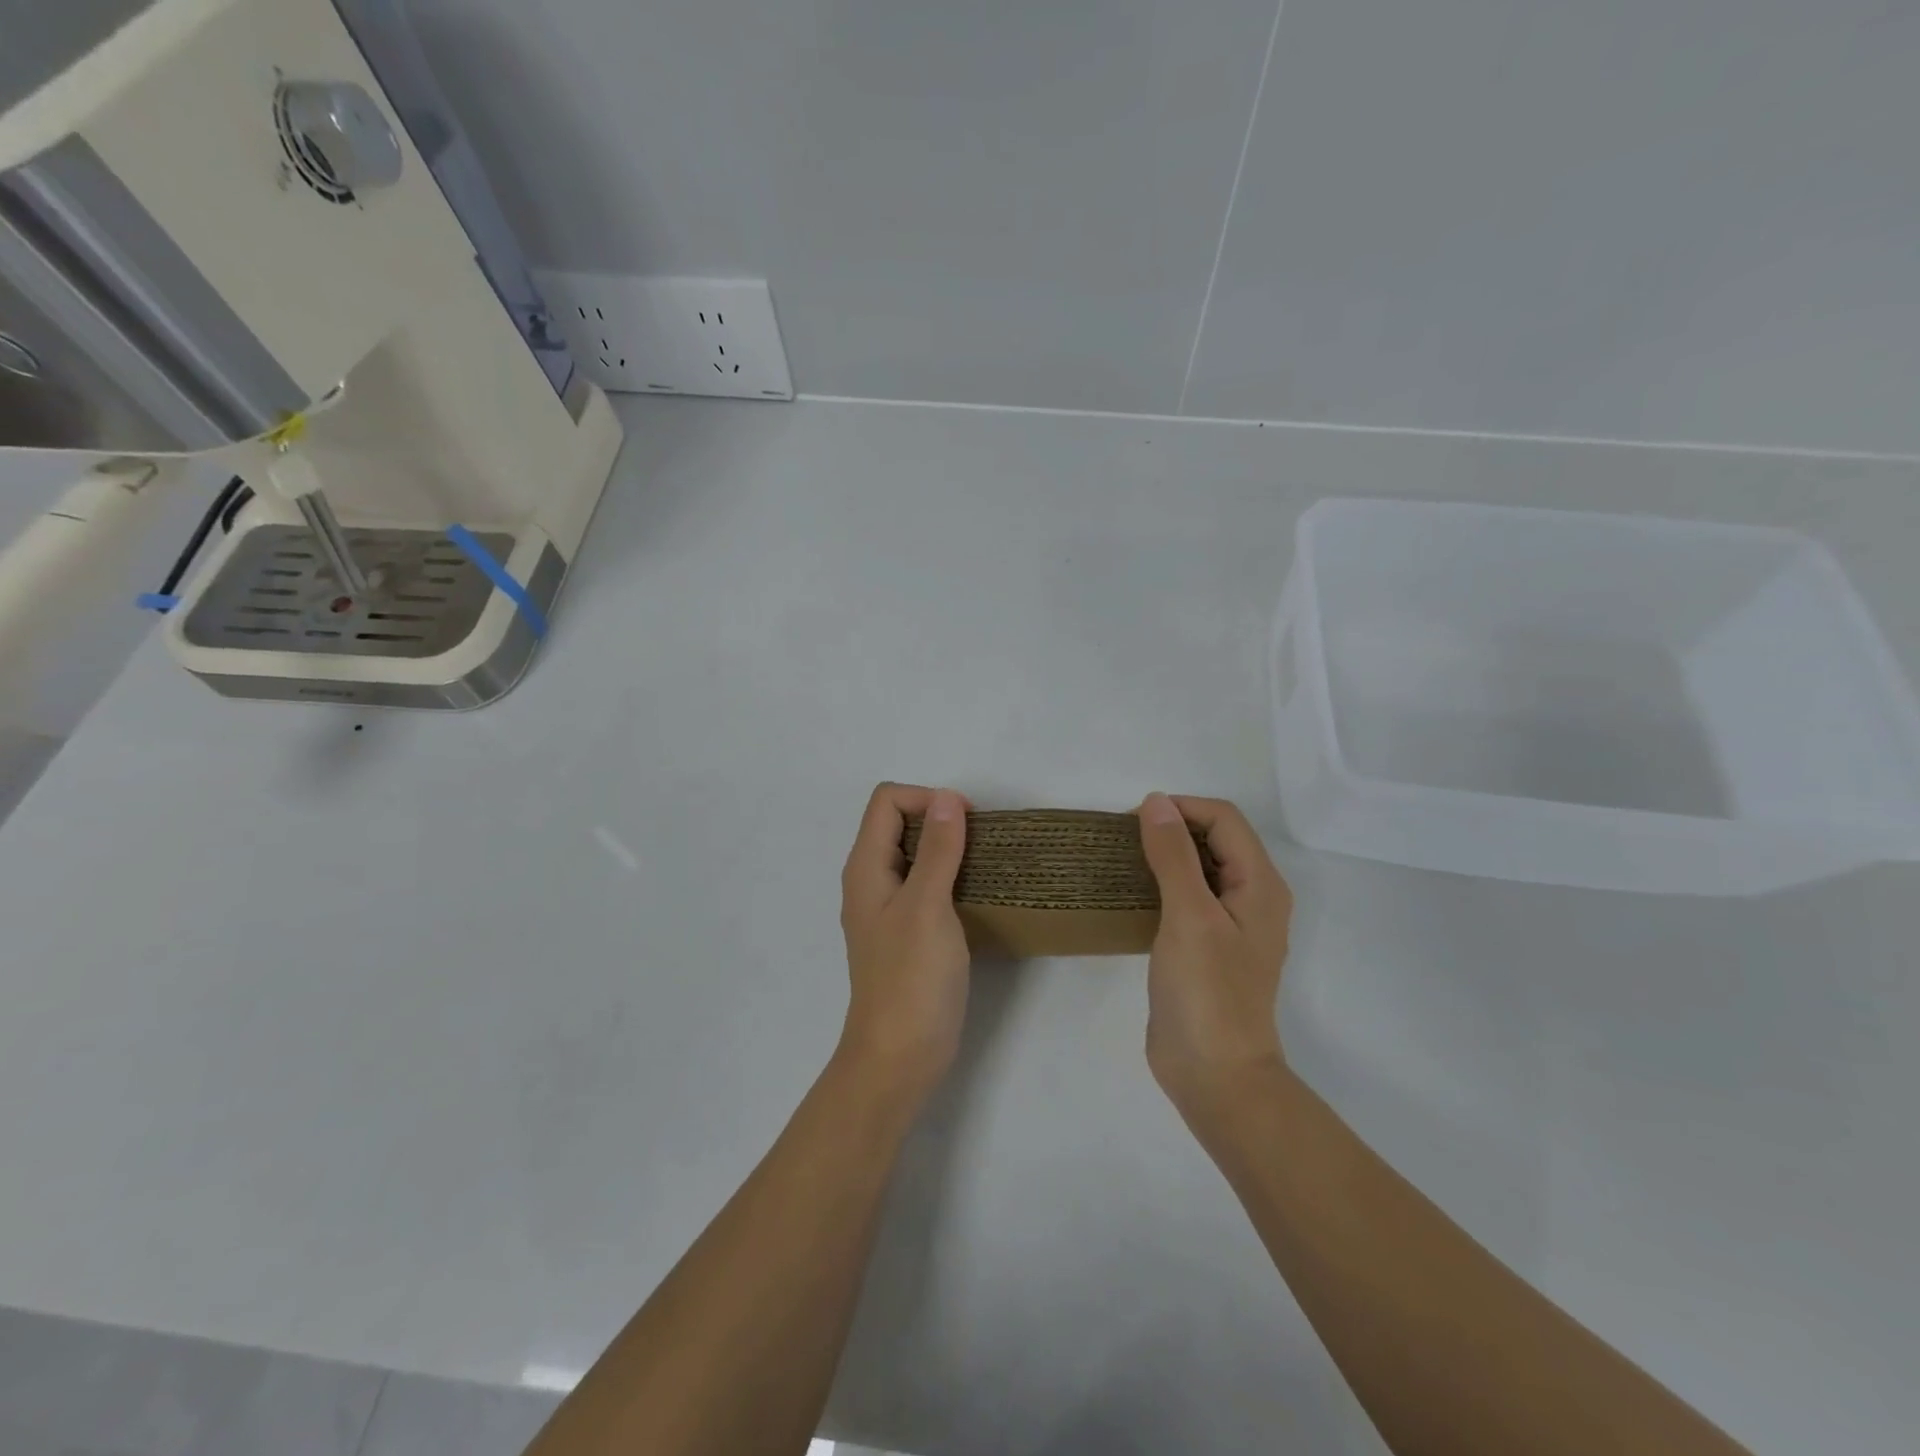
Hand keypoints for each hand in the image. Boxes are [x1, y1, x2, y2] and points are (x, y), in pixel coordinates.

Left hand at [837, 782, 972, 1106]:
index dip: (926, 798)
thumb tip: (948, 798)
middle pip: (899, 823)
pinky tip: (977, 895)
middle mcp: (872, 881)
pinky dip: (950, 878)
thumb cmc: (911, 979)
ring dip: (949, 849)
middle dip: (940, 820)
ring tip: (985, 864)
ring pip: (916, 855)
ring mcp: (889, 909)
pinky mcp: (908, 933)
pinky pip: (926, 886)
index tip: (966, 822)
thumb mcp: (927, 906)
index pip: (887, 801)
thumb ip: (937, 850)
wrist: (899, 1057)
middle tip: (981, 842)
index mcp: (866, 867)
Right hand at [1137, 794, 1293, 1120]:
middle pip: (1215, 840)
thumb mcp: (1189, 915)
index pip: (1224, 819)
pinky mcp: (1207, 947)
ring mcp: (1230, 925)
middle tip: (1122, 838)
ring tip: (1121, 859)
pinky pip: (1187, 898)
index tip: (1133, 820)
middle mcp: (1251, 898)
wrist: (1215, 1074)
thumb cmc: (1207, 992)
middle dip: (1172, 828)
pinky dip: (1162, 884)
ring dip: (1165, 856)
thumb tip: (1156, 801)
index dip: (1181, 809)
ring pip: (1199, 868)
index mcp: (1260, 884)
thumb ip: (1174, 855)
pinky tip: (1131, 894)